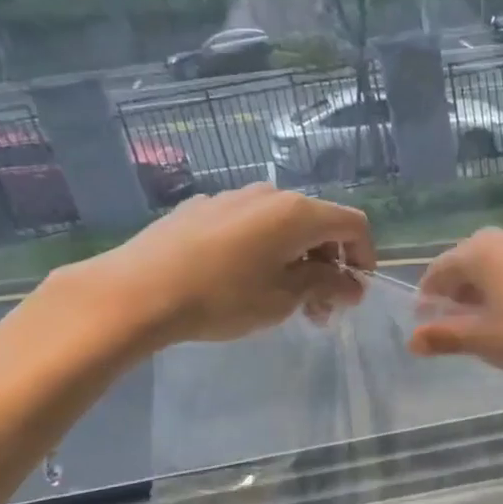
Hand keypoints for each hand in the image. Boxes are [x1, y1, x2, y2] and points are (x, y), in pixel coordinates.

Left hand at [61, 184, 374, 352]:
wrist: (138, 291)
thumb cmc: (223, 297)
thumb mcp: (284, 298)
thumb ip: (326, 286)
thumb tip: (352, 285)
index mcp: (297, 212)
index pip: (353, 224)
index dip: (364, 257)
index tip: (355, 293)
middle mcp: (269, 195)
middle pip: (318, 224)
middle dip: (330, 264)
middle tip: (321, 308)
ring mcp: (233, 198)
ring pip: (283, 225)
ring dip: (298, 259)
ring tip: (286, 299)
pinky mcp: (202, 209)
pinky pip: (251, 226)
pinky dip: (265, 250)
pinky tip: (245, 281)